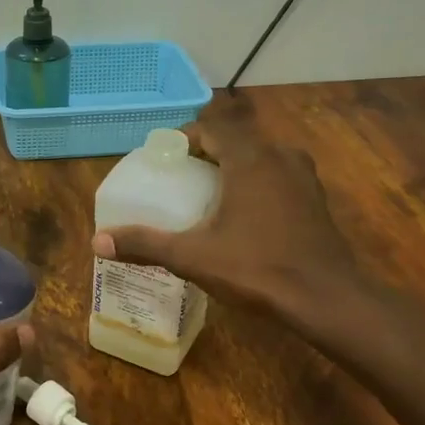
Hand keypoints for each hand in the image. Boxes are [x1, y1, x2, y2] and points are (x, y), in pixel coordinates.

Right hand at [91, 103, 358, 330]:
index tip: (163, 159)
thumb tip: (98, 241)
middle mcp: (279, 156)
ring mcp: (303, 176)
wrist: (326, 299)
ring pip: (259, 156)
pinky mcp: (315, 198)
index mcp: (249, 159)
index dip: (183, 137)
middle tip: (178, 178)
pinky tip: (243, 216)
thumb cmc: (257, 268)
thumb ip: (145, 244)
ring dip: (232, 166)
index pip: (211, 126)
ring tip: (207, 196)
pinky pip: (277, 175)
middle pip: (234, 138)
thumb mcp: (192, 257)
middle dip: (205, 152)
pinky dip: (255, 183)